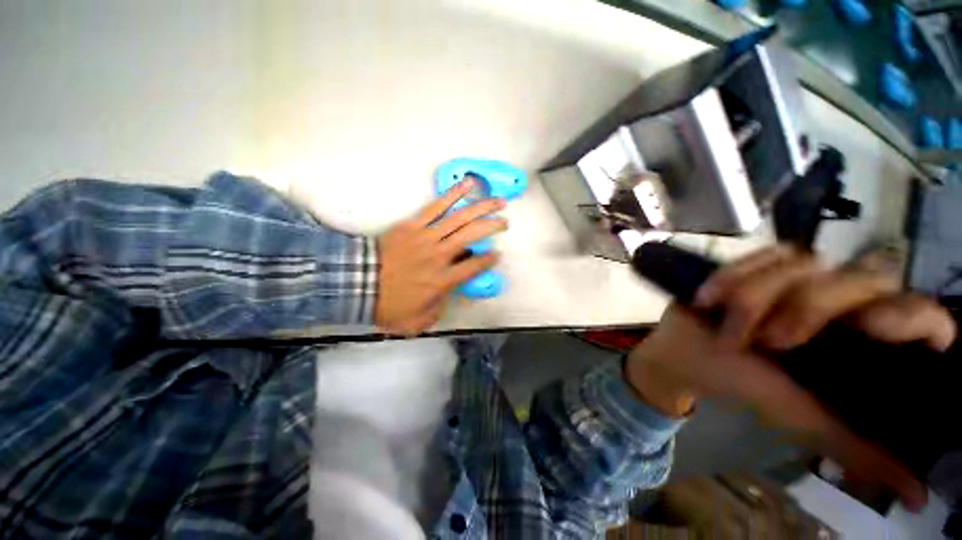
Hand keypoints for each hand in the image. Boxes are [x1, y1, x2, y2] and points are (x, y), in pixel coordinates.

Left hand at [375, 178, 506, 334]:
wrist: (355, 284)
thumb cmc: (388, 305)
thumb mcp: (416, 322)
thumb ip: (436, 312)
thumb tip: (446, 298)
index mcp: (442, 280)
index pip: (474, 267)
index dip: (488, 260)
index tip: (496, 255)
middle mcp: (440, 256)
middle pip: (472, 236)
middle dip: (492, 226)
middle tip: (504, 222)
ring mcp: (427, 237)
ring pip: (460, 218)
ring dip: (482, 207)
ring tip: (497, 200)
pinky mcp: (413, 225)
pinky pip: (436, 207)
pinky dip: (453, 194)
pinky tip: (468, 184)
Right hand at [625, 245, 955, 509]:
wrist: (690, 352)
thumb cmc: (748, 385)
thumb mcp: (804, 420)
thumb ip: (858, 451)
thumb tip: (917, 497)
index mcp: (868, 341)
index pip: (924, 315)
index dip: (911, 316)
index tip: (869, 330)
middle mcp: (849, 302)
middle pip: (861, 278)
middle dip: (807, 309)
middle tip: (769, 342)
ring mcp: (805, 276)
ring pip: (805, 265)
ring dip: (755, 299)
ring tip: (730, 327)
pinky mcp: (764, 262)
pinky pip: (763, 254)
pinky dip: (734, 276)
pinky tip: (712, 298)